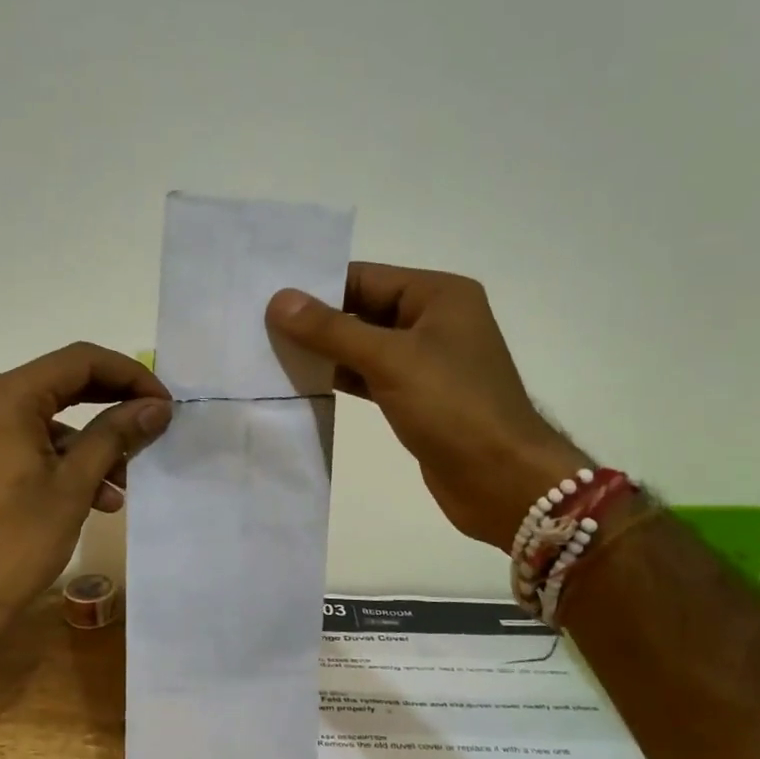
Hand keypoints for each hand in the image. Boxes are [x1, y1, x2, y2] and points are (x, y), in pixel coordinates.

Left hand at [0, 342, 171, 632]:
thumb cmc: (14, 545)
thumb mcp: (74, 486)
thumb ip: (116, 434)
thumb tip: (155, 406)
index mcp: (0, 398)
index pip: (78, 362)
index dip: (128, 375)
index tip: (162, 403)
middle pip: (55, 387)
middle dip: (108, 409)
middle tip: (148, 431)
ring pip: (36, 420)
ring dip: (82, 446)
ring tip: (117, 487)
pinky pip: (13, 442)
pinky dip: (50, 460)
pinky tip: (81, 497)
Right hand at [267, 263, 586, 547]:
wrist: (502, 481)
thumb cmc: (453, 407)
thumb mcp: (390, 360)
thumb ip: (332, 330)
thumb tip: (278, 300)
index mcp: (438, 295)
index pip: (364, 278)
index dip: (315, 287)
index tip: (265, 297)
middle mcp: (433, 320)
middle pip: (361, 310)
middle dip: (314, 321)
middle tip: (257, 326)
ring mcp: (425, 361)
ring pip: (362, 346)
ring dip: (322, 352)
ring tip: (267, 352)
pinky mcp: (415, 397)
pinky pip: (368, 377)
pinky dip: (338, 378)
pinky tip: (300, 382)